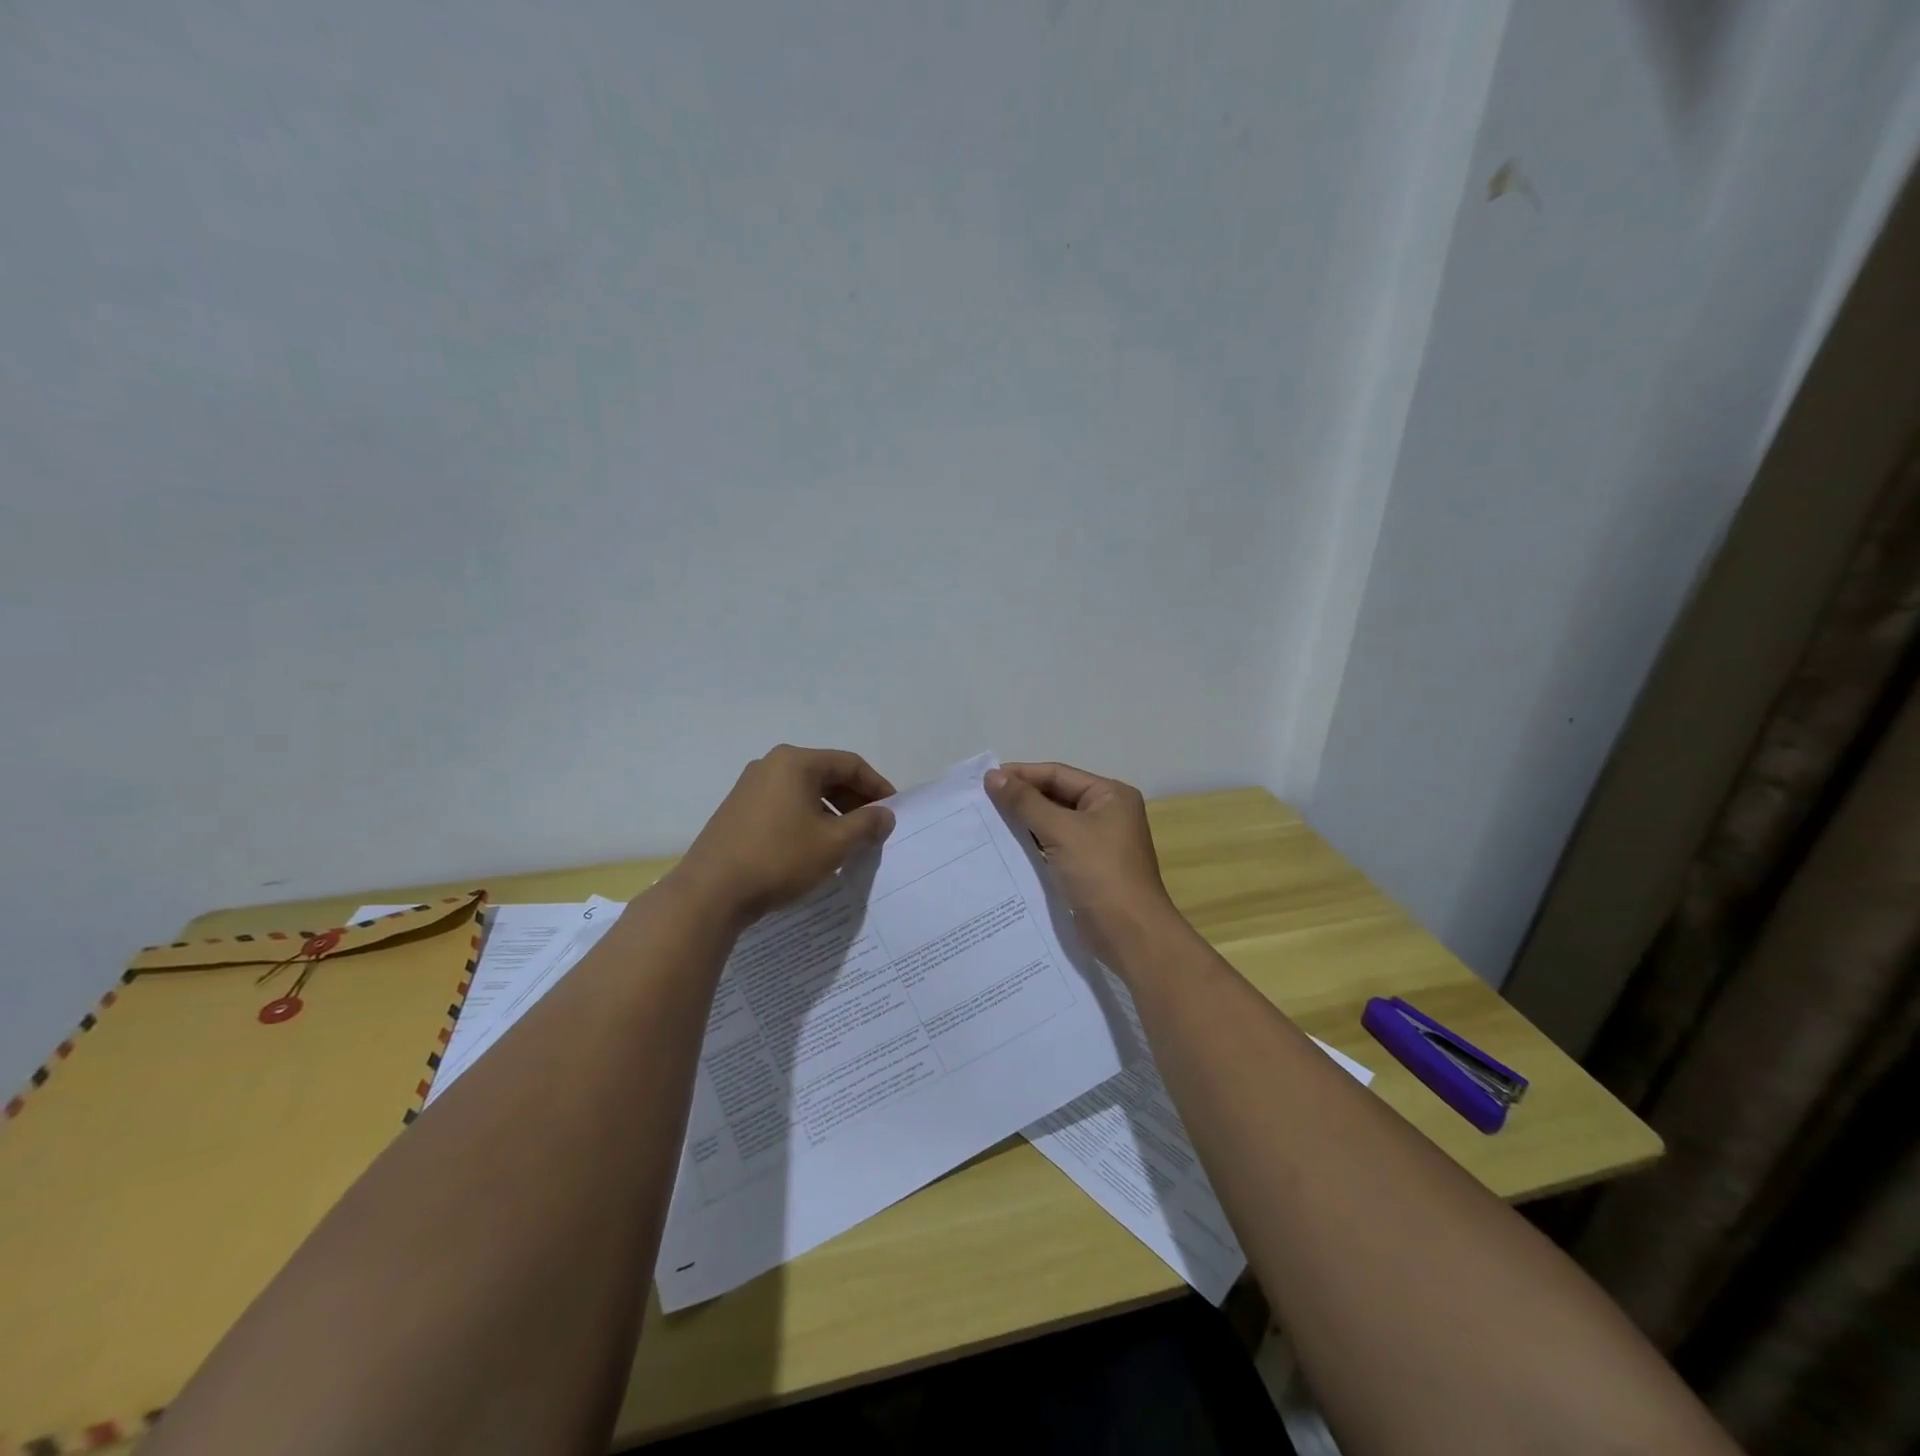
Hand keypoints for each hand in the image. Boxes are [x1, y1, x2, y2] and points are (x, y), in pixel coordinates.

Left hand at [674, 745, 896, 925]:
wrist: (710, 893)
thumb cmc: (778, 859)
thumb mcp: (833, 843)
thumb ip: (866, 824)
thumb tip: (885, 815)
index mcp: (795, 762)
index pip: (849, 764)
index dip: (877, 787)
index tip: (893, 812)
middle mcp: (771, 765)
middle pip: (826, 775)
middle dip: (855, 801)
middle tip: (874, 829)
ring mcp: (750, 787)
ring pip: (805, 792)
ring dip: (832, 813)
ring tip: (848, 842)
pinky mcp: (738, 811)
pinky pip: (785, 806)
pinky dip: (808, 820)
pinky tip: (815, 847)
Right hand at [985, 761, 1180, 968]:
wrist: (1130, 936)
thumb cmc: (1100, 874)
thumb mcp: (1061, 832)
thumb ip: (1026, 803)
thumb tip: (992, 776)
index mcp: (1110, 796)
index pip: (1058, 774)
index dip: (1021, 774)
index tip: (984, 780)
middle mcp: (1106, 813)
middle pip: (1056, 796)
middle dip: (1021, 799)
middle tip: (981, 801)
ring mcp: (1098, 843)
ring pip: (1053, 823)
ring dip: (1023, 823)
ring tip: (987, 822)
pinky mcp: (1087, 868)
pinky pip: (1054, 847)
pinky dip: (1032, 845)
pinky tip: (1005, 848)